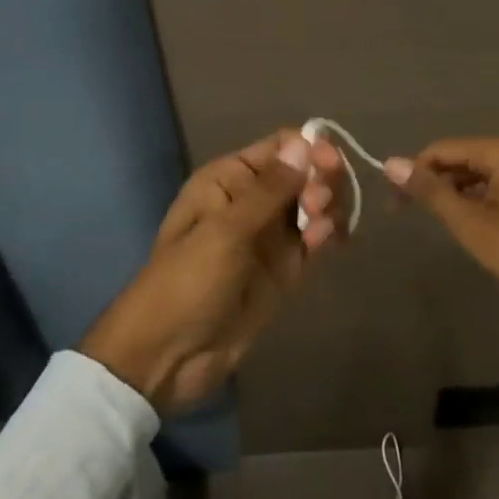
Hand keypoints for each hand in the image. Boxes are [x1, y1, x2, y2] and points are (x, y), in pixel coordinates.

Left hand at [81, 129, 344, 413]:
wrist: (168, 355)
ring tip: (321, 231)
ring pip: (315, 206)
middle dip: (322, 182)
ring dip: (329, 209)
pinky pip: (315, 240)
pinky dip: (328, 235)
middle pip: (305, 174)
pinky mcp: (284, 269)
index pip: (281, 147)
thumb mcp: (225, 231)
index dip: (312, 149)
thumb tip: (304, 142)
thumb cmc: (187, 282)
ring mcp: (271, 236)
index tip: (331, 165)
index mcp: (230, 179)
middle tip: (319, 206)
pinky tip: (330, 242)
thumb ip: (270, 188)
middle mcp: (253, 200)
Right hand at [383, 137, 498, 316]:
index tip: (394, 204)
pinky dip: (471, 203)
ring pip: (472, 175)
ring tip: (436, 224)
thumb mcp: (472, 223)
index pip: (440, 150)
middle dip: (431, 184)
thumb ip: (432, 192)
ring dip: (451, 195)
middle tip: (407, 215)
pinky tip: (465, 226)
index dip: (413, 173)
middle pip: (456, 160)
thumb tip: (391, 163)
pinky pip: (489, 188)